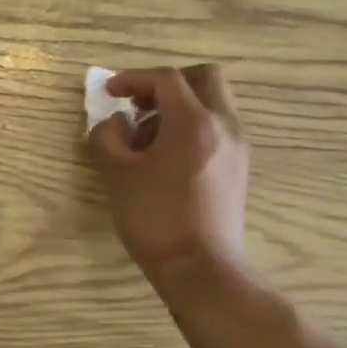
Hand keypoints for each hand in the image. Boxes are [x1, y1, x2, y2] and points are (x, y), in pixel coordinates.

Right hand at [89, 65, 249, 296]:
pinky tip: (167, 159)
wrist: (200, 269)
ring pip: (214, 104)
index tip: (110, 92)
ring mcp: (237, 147)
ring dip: (181, 107)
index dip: (134, 78)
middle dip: (168, 84)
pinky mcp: (239, 168)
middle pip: (204, 78)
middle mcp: (223, 125)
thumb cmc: (156, 218)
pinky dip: (193, 128)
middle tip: (141, 104)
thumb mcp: (117, 174)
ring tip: (148, 138)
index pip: (166, 78)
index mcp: (194, 121)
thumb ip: (107, 137)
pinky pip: (217, 129)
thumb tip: (115, 122)